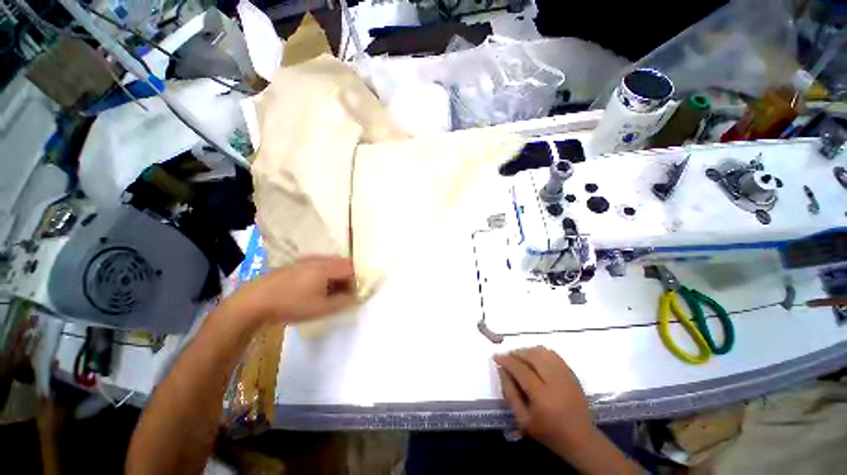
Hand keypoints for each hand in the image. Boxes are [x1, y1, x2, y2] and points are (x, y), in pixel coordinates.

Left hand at [226, 255, 357, 326]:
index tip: (351, 295)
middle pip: (341, 263)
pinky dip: (322, 275)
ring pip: (329, 264)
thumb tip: (356, 297)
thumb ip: (344, 301)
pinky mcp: (295, 265)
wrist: (255, 302)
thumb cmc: (292, 305)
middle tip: (341, 294)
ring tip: (327, 293)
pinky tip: (312, 289)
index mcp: (327, 267)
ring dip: (334, 276)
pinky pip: (317, 266)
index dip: (355, 281)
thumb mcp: (322, 308)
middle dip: (346, 278)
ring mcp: (305, 260)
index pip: (351, 268)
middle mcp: (318, 259)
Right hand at [494, 347, 595, 456]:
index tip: (496, 357)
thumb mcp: (523, 420)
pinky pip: (553, 354)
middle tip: (507, 357)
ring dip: (527, 351)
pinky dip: (540, 352)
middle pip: (532, 356)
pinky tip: (534, 359)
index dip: (507, 361)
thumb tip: (501, 370)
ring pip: (542, 352)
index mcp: (542, 397)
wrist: (581, 439)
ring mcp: (566, 376)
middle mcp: (555, 382)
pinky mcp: (572, 373)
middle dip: (516, 353)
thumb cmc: (548, 433)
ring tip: (519, 358)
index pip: (521, 370)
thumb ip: (510, 393)